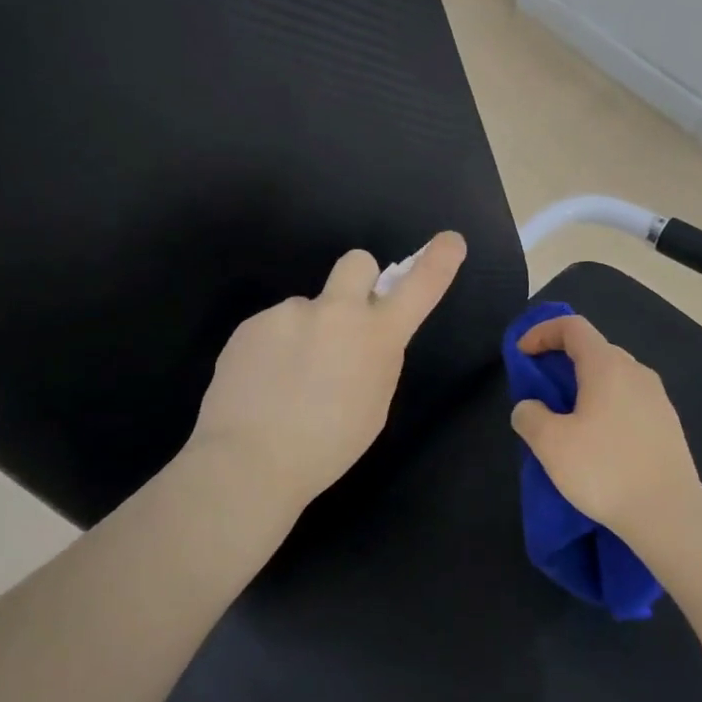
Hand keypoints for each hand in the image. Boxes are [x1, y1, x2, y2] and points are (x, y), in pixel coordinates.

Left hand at [186, 231, 467, 515]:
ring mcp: (289, 313)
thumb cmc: (327, 447)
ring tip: (287, 382)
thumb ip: (376, 360)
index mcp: (376, 337)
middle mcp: (335, 312)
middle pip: (357, 262)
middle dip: (358, 280)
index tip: (450, 241)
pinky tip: (262, 384)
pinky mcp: (251, 324)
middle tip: (343, 322)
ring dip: (305, 333)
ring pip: (307, 310)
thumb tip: (365, 340)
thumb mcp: (373, 406)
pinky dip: (273, 350)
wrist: (250, 460)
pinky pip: (273, 329)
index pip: (418, 288)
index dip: (437, 262)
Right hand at [509, 314, 701, 543]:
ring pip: (613, 377)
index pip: (572, 327)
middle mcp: (636, 372)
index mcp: (607, 366)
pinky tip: (597, 441)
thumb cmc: (605, 470)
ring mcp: (657, 398)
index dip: (542, 332)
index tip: (522, 355)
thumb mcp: (550, 444)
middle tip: (540, 389)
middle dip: (562, 361)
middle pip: (594, 349)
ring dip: (584, 386)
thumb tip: (530, 407)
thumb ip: (529, 416)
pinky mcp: (667, 425)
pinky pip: (628, 400)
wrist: (669, 514)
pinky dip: (605, 406)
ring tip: (566, 418)